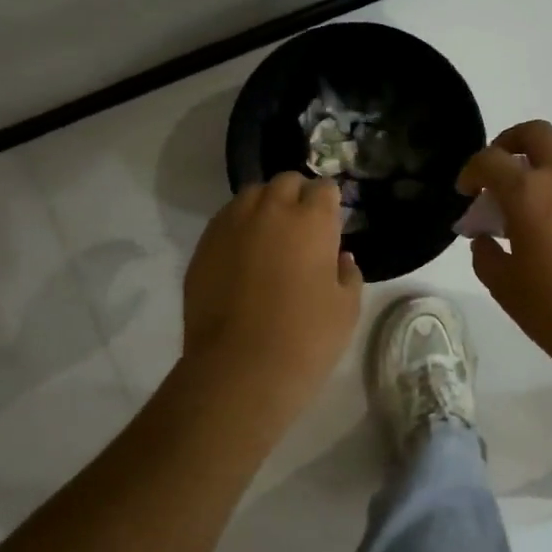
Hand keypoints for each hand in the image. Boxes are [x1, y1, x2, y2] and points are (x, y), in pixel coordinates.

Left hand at [181, 172, 362, 411]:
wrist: (239, 369)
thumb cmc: (306, 338)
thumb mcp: (347, 308)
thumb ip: (348, 273)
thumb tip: (339, 257)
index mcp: (311, 221)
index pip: (324, 188)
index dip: (330, 204)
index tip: (332, 224)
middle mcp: (270, 211)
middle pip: (285, 182)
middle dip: (297, 196)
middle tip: (303, 227)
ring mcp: (230, 226)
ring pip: (250, 196)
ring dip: (265, 207)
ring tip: (270, 237)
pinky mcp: (203, 247)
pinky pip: (225, 221)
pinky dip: (238, 228)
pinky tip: (244, 256)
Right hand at [459, 121, 551, 376]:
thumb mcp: (507, 290)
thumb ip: (487, 257)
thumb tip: (485, 240)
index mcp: (529, 193)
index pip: (490, 160)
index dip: (471, 171)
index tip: (467, 192)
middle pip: (535, 133)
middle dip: (510, 143)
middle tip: (501, 171)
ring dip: (548, 156)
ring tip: (540, 188)